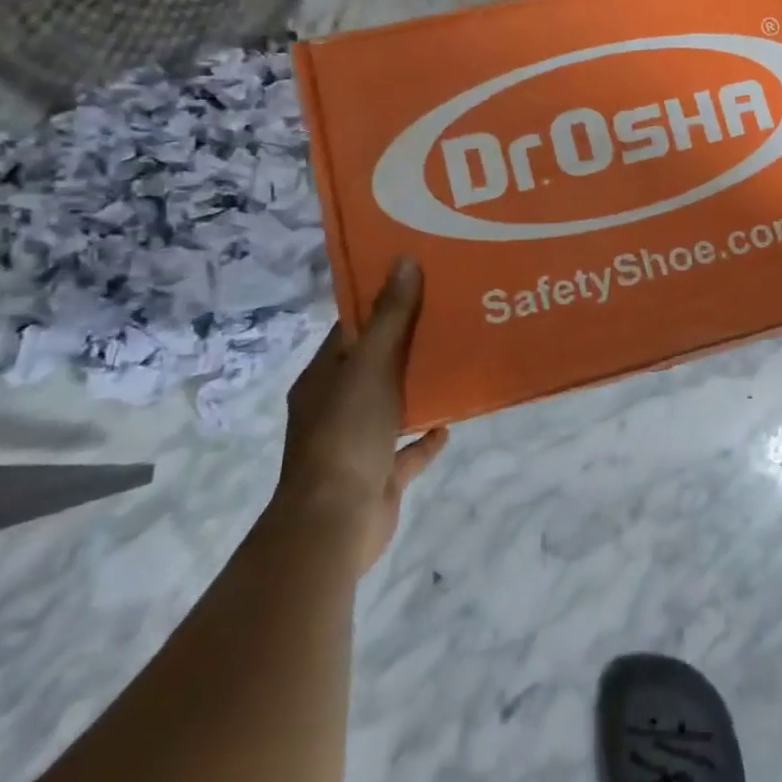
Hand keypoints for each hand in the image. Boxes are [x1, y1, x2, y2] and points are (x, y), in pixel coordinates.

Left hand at [271, 257, 448, 576]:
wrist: (335, 521)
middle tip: (450, 315)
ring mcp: (356, 444)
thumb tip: (404, 260)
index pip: (350, 332)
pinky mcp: (379, 476)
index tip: (417, 282)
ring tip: (458, 361)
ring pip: (392, 406)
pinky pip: (407, 450)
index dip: (380, 306)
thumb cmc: (346, 432)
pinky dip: (427, 437)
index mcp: (323, 379)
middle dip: (407, 345)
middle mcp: (335, 408)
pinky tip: (452, 422)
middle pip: (374, 367)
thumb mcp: (369, 365)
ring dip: (419, 389)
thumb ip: (390, 317)